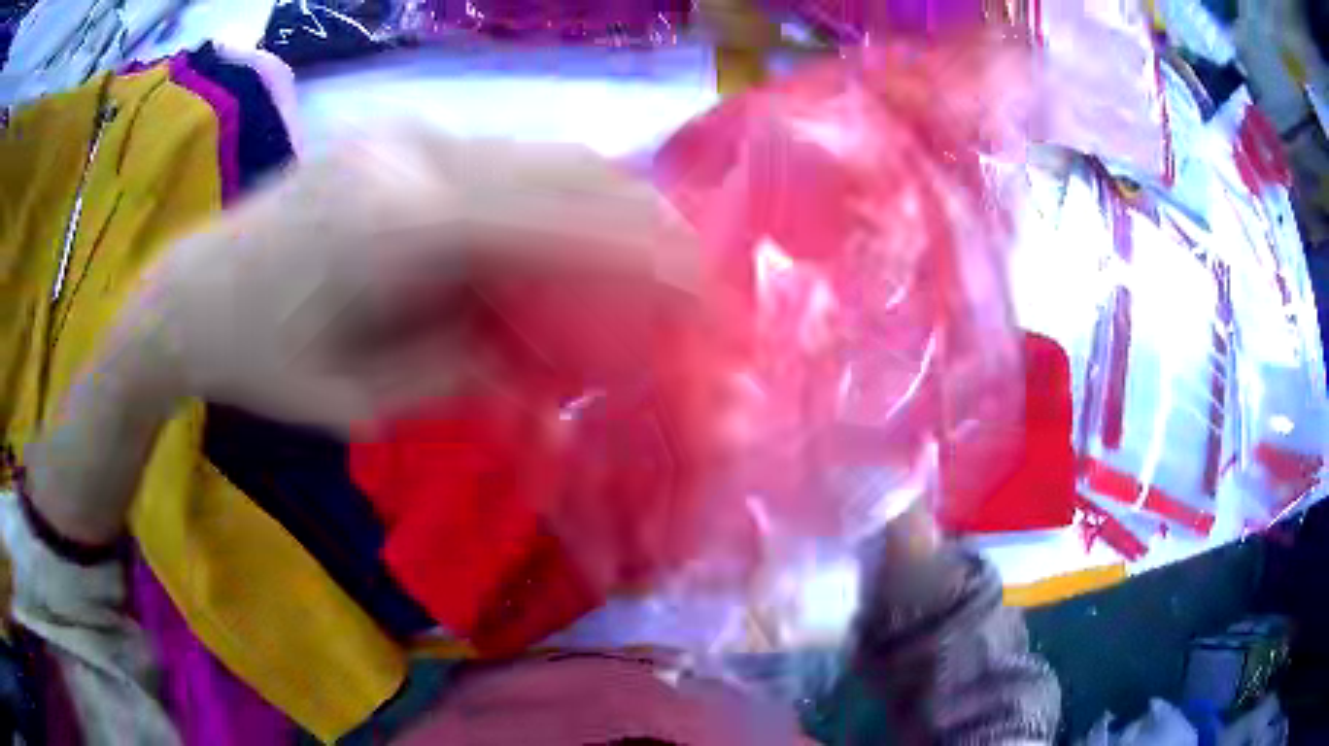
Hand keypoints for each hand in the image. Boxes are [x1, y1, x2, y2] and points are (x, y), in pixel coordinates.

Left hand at [123, 124, 696, 433]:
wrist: (192, 293)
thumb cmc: (259, 363)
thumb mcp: (358, 401)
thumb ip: (459, 371)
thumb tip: (541, 363)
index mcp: (394, 231)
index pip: (552, 224)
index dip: (640, 253)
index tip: (702, 288)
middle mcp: (411, 160)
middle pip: (564, 169)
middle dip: (642, 218)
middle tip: (689, 269)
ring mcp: (405, 137)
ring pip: (539, 153)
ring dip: (603, 200)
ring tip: (641, 252)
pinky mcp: (398, 137)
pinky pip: (502, 157)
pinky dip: (553, 194)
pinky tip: (561, 232)